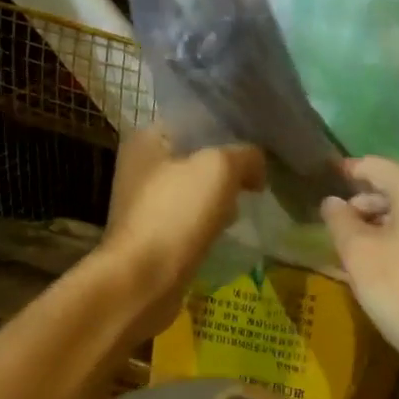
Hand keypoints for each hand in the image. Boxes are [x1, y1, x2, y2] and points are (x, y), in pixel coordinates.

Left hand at [102, 128, 265, 336]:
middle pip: (196, 155)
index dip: (227, 126)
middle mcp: (141, 166)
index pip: (194, 119)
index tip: (257, 141)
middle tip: (257, 174)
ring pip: (196, 188)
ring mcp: (146, 203)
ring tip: (249, 201)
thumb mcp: (221, 168)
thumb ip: (246, 156)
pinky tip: (229, 228)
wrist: (145, 280)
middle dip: (228, 164)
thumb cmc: (177, 214)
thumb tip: (257, 168)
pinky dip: (211, 220)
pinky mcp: (155, 234)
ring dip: (222, 194)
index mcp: (147, 139)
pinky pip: (192, 217)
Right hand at [321, 156, 398, 376]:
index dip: (347, 171)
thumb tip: (332, 202)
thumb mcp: (360, 256)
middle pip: (396, 188)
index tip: (322, 176)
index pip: (375, 166)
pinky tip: (382, 265)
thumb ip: (341, 222)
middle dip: (363, 203)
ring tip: (352, 246)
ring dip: (381, 225)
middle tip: (333, 222)